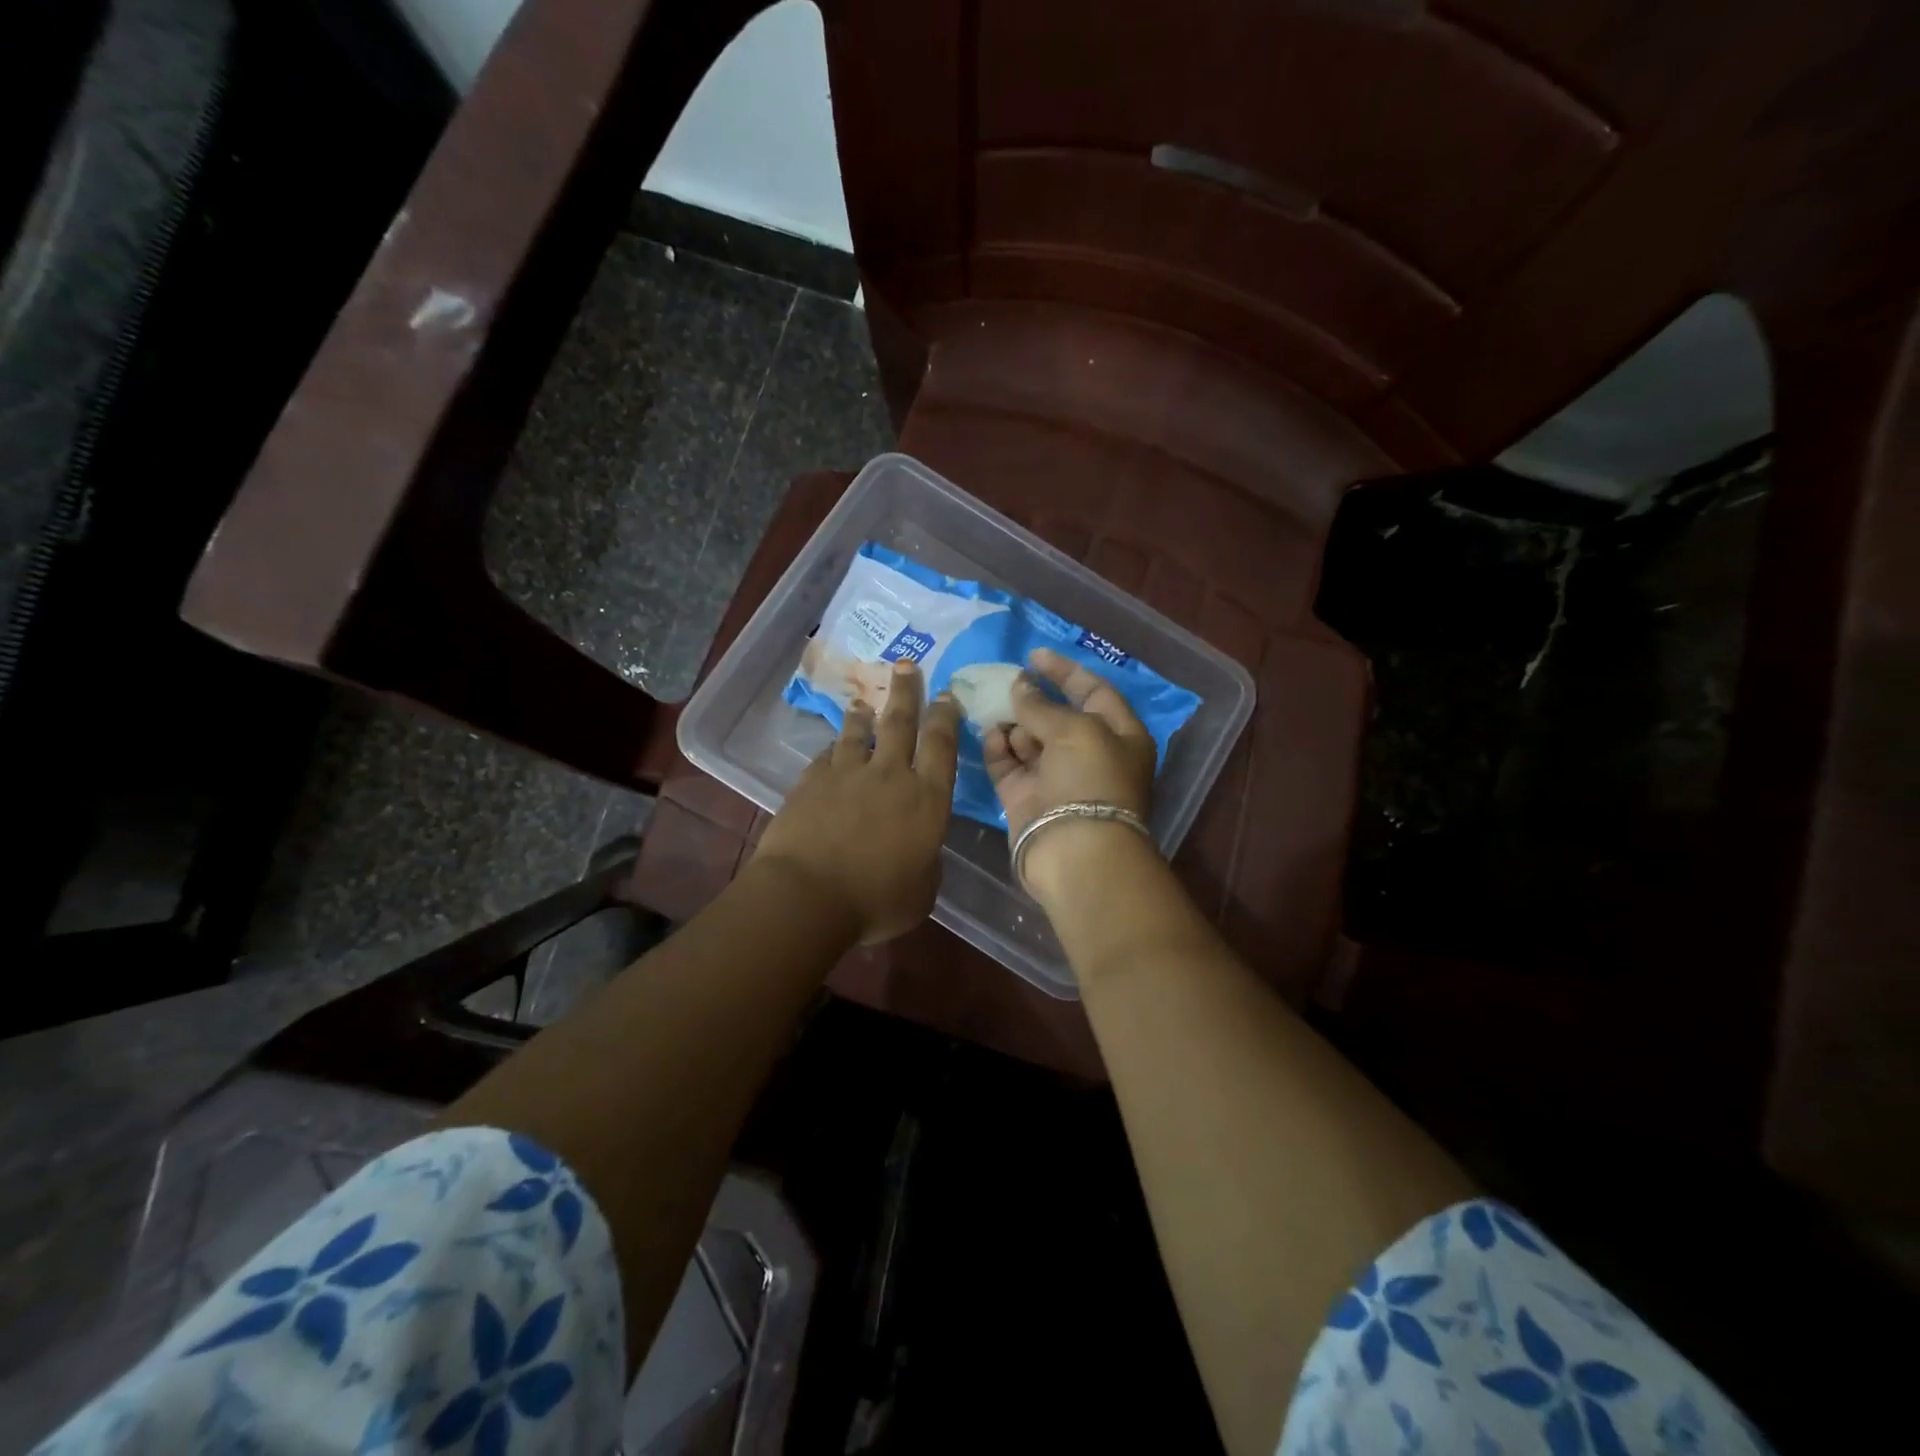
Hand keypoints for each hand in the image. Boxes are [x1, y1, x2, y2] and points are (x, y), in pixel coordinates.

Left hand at [755, 660, 960, 944]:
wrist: (807, 896)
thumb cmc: (876, 902)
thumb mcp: (922, 891)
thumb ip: (926, 860)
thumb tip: (920, 848)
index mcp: (927, 799)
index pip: (942, 746)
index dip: (946, 717)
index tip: (947, 694)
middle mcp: (891, 775)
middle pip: (901, 722)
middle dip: (907, 691)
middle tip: (908, 665)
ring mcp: (848, 774)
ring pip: (859, 732)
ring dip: (864, 715)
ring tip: (863, 701)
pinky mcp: (811, 781)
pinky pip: (827, 756)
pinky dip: (833, 748)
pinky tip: (831, 747)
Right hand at [983, 648, 1156, 898]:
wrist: (1076, 853)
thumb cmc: (1090, 780)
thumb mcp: (1075, 730)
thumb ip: (1041, 704)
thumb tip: (1019, 685)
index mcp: (1119, 736)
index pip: (1094, 692)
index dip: (1066, 671)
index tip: (1034, 655)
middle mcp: (1088, 755)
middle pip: (1057, 716)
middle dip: (1031, 698)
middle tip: (1003, 682)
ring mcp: (1055, 778)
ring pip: (1028, 740)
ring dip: (1012, 722)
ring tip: (992, 707)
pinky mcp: (1025, 798)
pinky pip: (1008, 765)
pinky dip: (998, 749)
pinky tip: (989, 734)